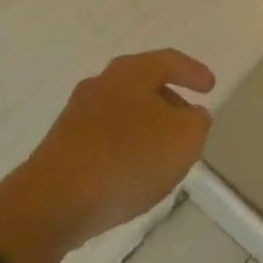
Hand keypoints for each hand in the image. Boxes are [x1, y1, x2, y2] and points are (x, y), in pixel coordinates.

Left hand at [25, 49, 215, 248]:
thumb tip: (191, 115)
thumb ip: (196, 122)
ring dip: (146, 126)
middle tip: (189, 119)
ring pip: (123, 111)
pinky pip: (105, 137)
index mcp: (130, 72)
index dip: (192, 72)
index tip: (210, 87)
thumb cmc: (126, 159)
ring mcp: (77, 116)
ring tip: (164, 151)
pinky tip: (133, 172)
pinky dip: (125, 146)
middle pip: (142, 84)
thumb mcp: (183, 139)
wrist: (52, 201)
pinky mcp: (63, 147)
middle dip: (169, 100)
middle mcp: (100, 84)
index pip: (168, 61)